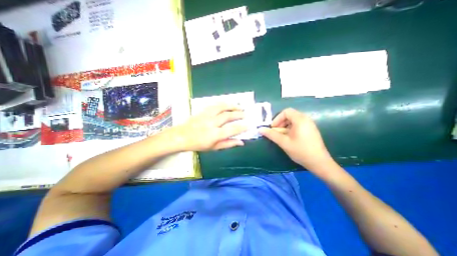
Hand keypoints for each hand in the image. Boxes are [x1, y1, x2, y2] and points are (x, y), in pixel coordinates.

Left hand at [168, 104, 248, 151]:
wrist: (181, 136)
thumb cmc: (198, 144)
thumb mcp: (214, 148)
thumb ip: (228, 144)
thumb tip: (241, 142)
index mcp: (214, 135)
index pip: (232, 129)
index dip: (242, 127)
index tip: (249, 125)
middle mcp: (211, 123)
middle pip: (228, 116)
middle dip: (238, 114)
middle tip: (245, 114)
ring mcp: (206, 115)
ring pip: (222, 107)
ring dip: (232, 106)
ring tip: (239, 106)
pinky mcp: (203, 111)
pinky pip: (214, 105)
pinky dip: (223, 103)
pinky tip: (227, 104)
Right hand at [261, 108, 332, 171]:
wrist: (319, 163)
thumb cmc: (301, 151)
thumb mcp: (284, 142)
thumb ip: (271, 135)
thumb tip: (260, 129)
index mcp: (300, 120)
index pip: (286, 112)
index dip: (277, 118)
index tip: (273, 128)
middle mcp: (306, 119)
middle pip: (289, 115)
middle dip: (280, 122)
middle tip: (276, 132)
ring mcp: (309, 124)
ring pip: (293, 120)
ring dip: (284, 126)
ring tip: (281, 136)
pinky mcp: (310, 130)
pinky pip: (298, 125)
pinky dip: (290, 129)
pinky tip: (288, 138)